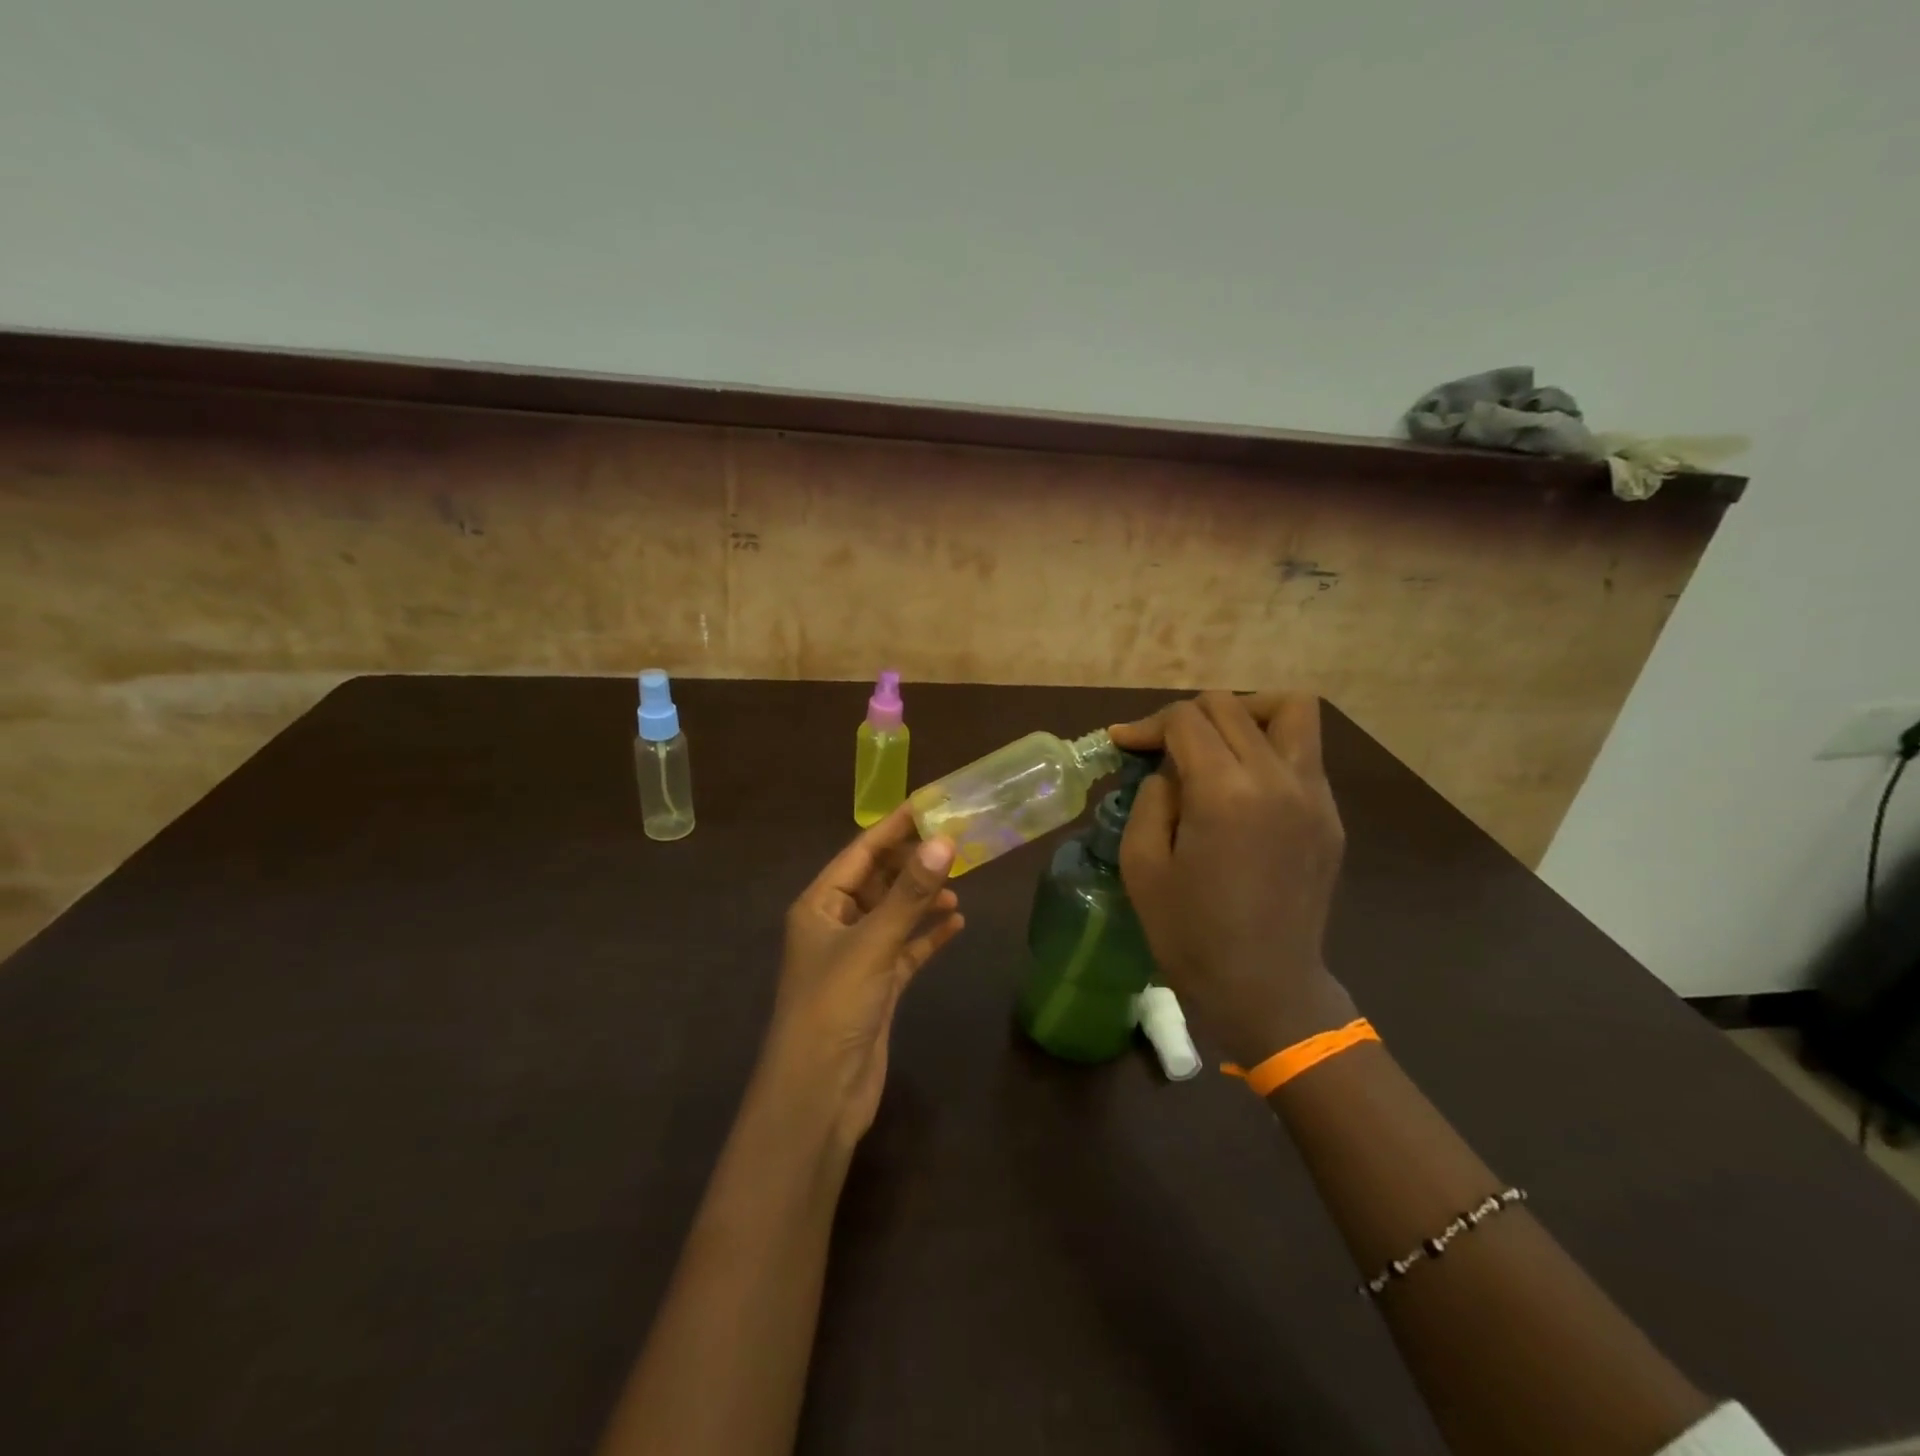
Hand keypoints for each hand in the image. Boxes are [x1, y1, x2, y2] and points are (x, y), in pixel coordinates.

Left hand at [761, 805, 963, 1145]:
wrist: (819, 1095)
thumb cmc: (834, 1006)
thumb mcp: (873, 943)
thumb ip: (910, 894)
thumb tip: (945, 841)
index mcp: (819, 905)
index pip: (860, 852)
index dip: (894, 828)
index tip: (931, 804)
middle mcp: (836, 925)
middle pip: (878, 880)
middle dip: (914, 862)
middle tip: (957, 840)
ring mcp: (857, 958)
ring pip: (895, 914)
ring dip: (923, 898)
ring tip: (961, 880)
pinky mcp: (878, 988)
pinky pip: (906, 950)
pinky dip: (928, 936)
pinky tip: (957, 924)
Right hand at [1112, 692, 1353, 1066]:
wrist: (1264, 988)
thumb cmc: (1190, 933)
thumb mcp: (1142, 864)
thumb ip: (1152, 798)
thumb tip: (1169, 769)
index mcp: (1224, 792)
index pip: (1186, 719)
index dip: (1147, 724)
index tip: (1123, 743)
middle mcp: (1276, 778)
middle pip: (1231, 705)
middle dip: (1186, 716)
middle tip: (1161, 749)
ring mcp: (1313, 795)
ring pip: (1289, 709)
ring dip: (1245, 712)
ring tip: (1216, 743)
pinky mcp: (1330, 815)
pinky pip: (1304, 752)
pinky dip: (1269, 746)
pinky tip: (1243, 785)